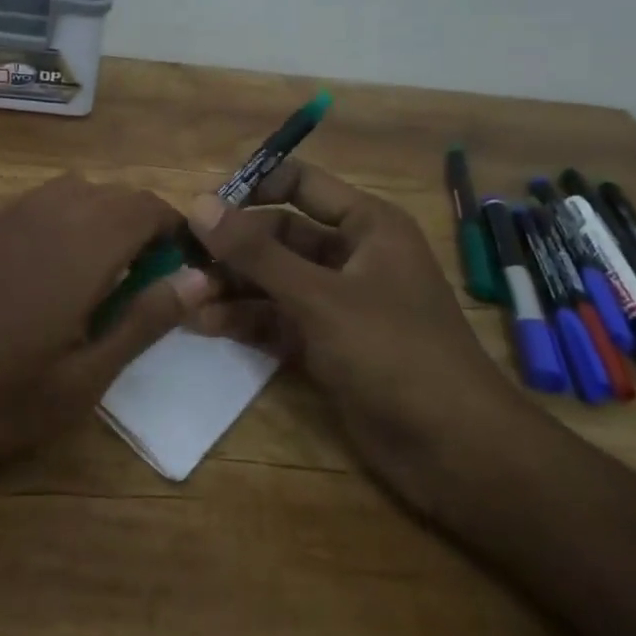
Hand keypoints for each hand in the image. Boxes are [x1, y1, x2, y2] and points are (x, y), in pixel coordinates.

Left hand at [0, 174, 211, 478]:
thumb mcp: (82, 380)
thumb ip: (143, 320)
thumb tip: (199, 278)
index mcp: (80, 246)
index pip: (145, 206)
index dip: (171, 227)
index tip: (177, 264)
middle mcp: (41, 212)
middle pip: (108, 193)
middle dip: (135, 223)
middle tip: (135, 279)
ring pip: (64, 192)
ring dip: (91, 217)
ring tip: (86, 273)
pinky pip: (23, 205)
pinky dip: (47, 222)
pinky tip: (29, 272)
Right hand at [183, 160, 538, 509]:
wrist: (455, 452)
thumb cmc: (394, 353)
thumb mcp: (319, 297)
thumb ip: (256, 253)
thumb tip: (198, 204)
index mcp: (366, 226)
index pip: (299, 184)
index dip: (251, 187)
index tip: (201, 206)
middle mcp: (351, 256)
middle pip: (279, 235)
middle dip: (232, 247)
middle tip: (180, 258)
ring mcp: (338, 302)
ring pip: (274, 279)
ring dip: (232, 285)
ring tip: (184, 295)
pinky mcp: (327, 344)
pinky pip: (278, 318)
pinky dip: (245, 319)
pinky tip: (204, 323)